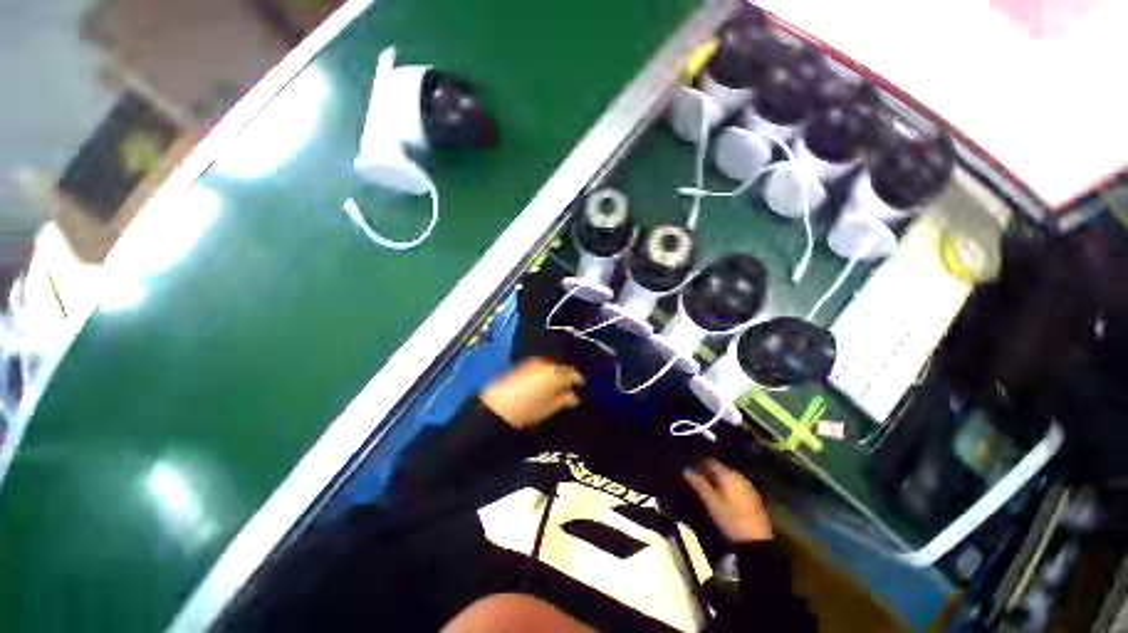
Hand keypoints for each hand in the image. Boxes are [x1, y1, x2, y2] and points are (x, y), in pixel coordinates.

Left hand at [480, 358, 583, 428]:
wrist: (497, 407)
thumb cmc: (528, 410)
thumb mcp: (550, 408)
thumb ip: (564, 400)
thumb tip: (574, 396)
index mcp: (556, 373)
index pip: (573, 373)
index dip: (579, 380)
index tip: (581, 386)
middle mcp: (546, 364)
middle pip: (562, 367)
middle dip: (566, 375)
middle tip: (570, 385)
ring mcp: (533, 363)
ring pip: (550, 365)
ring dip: (555, 372)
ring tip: (557, 384)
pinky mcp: (522, 366)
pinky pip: (540, 366)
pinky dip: (544, 372)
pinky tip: (543, 382)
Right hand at [682, 459, 772, 543]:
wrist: (756, 541)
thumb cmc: (731, 520)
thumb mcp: (711, 503)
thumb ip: (698, 484)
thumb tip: (686, 470)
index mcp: (728, 475)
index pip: (710, 462)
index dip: (699, 463)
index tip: (690, 469)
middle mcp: (739, 476)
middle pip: (720, 468)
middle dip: (708, 472)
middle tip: (697, 479)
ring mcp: (748, 486)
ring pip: (728, 477)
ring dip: (718, 480)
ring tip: (708, 488)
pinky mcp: (753, 497)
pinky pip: (736, 485)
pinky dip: (727, 487)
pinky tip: (722, 496)